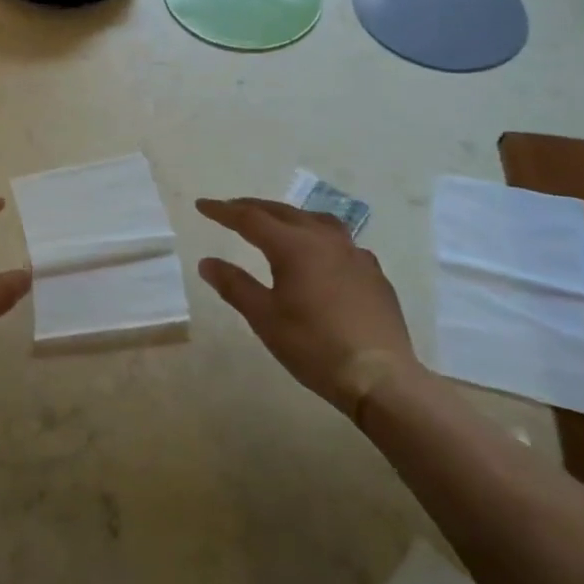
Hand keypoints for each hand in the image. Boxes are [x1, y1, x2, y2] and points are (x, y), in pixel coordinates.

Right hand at [196, 197, 417, 415]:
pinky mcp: (374, 273)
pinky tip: (320, 256)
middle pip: (283, 212)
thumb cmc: (314, 346)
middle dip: (253, 208)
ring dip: (289, 217)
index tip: (202, 205)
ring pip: (316, 220)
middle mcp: (325, 239)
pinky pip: (341, 242)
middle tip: (231, 209)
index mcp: (294, 246)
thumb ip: (234, 285)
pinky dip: (319, 237)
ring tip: (277, 223)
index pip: (250, 218)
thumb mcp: (264, 318)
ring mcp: (354, 254)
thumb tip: (207, 262)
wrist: (380, 378)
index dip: (223, 211)